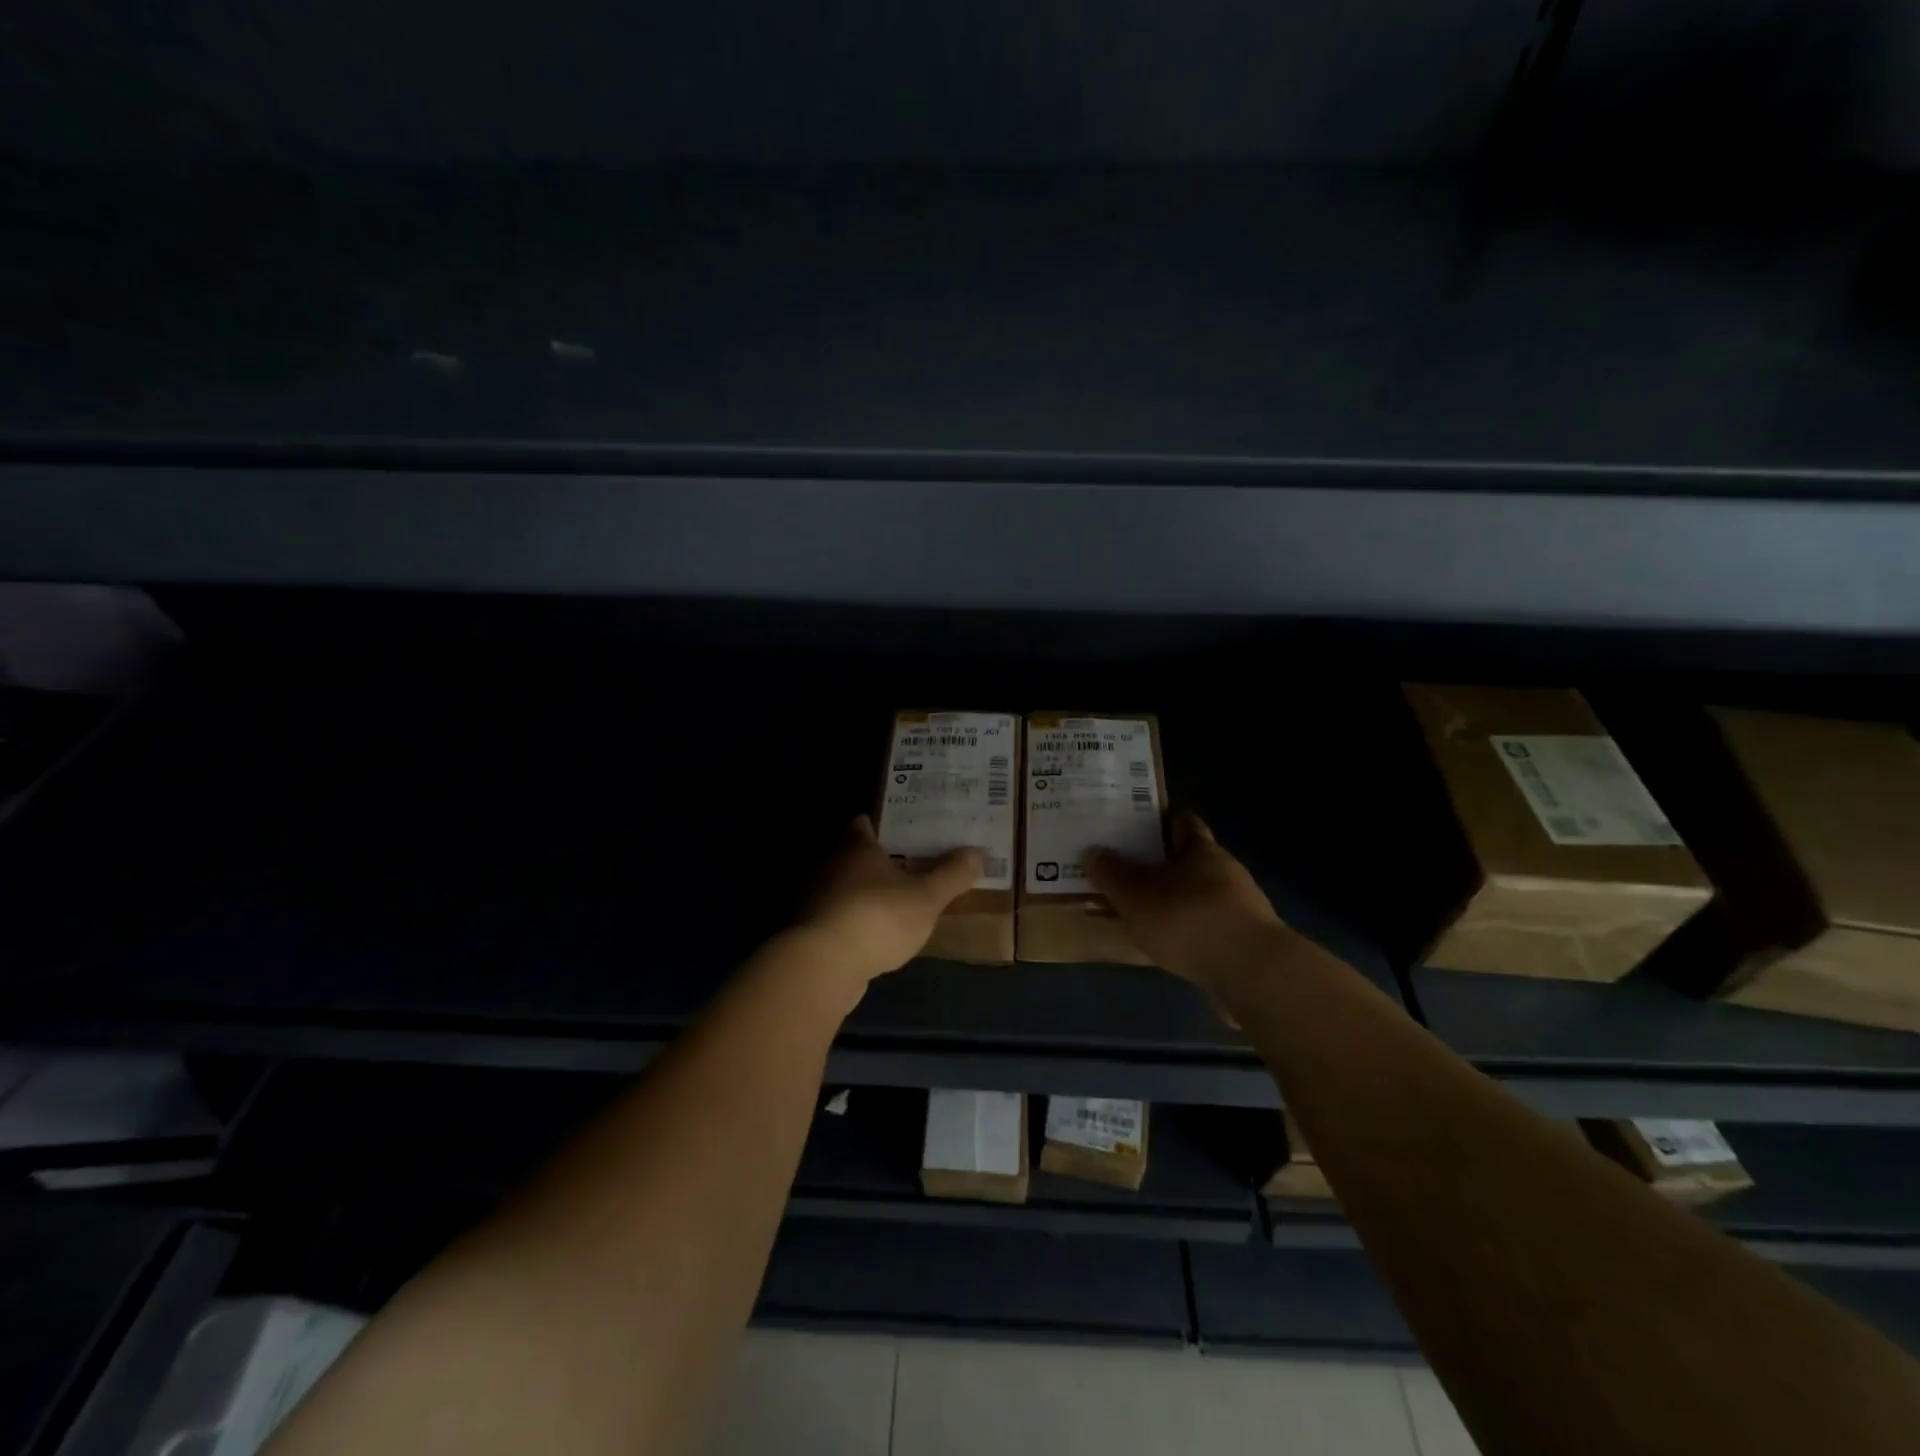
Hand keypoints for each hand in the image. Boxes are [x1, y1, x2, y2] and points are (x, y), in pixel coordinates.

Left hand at [799, 815, 982, 984]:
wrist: (824, 965)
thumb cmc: (878, 917)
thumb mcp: (927, 898)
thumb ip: (951, 875)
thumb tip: (976, 852)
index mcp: (856, 845)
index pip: (865, 822)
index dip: (885, 825)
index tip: (907, 832)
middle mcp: (829, 863)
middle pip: (853, 853)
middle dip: (877, 860)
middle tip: (909, 867)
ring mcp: (814, 897)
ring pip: (843, 886)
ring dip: (863, 893)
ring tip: (894, 903)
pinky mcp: (808, 929)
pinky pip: (835, 915)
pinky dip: (852, 920)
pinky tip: (872, 934)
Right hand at [1087, 812, 1285, 992]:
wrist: (1254, 971)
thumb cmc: (1189, 920)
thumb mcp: (1137, 898)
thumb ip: (1113, 876)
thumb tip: (1093, 851)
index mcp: (1200, 849)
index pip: (1182, 821)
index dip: (1162, 820)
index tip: (1138, 825)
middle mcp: (1225, 869)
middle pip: (1193, 857)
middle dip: (1165, 864)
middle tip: (1132, 871)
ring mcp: (1243, 904)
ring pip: (1204, 892)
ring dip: (1181, 899)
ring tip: (1149, 912)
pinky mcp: (1250, 938)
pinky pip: (1214, 924)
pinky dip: (1195, 929)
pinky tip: (1176, 944)